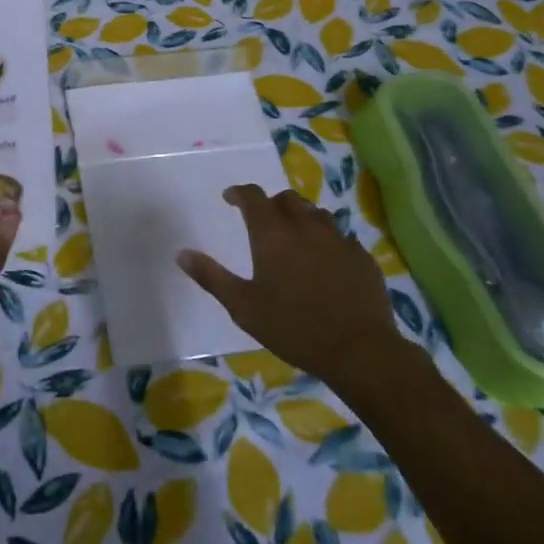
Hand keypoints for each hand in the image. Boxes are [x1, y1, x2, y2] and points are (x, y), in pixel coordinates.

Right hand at [177, 184, 398, 385]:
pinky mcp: (361, 257)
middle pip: (287, 199)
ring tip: (294, 239)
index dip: (240, 193)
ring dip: (301, 218)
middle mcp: (306, 226)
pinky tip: (325, 263)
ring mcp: (338, 239)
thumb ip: (212, 277)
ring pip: (316, 214)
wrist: (359, 350)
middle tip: (262, 221)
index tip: (230, 199)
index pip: (253, 196)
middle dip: (271, 204)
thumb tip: (182, 254)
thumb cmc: (293, 327)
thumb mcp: (243, 307)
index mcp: (273, 233)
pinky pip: (340, 236)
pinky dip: (326, 240)